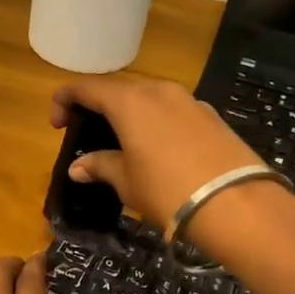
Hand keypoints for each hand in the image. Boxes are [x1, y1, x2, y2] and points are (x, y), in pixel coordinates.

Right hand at [51, 75, 291, 259]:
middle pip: (119, 90)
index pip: (87, 88)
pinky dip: (155, 123)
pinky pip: (172, 111)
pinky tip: (157, 150)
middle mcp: (158, 91)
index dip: (65, 100)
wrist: (237, 205)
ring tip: (122, 143)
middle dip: (98, 107)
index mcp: (130, 101)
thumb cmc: (168, 191)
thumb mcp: (126, 182)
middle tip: (87, 133)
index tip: (56, 123)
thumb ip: (100, 166)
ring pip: (148, 99)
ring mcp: (189, 101)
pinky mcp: (211, 116)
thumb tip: (78, 166)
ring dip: (129, 114)